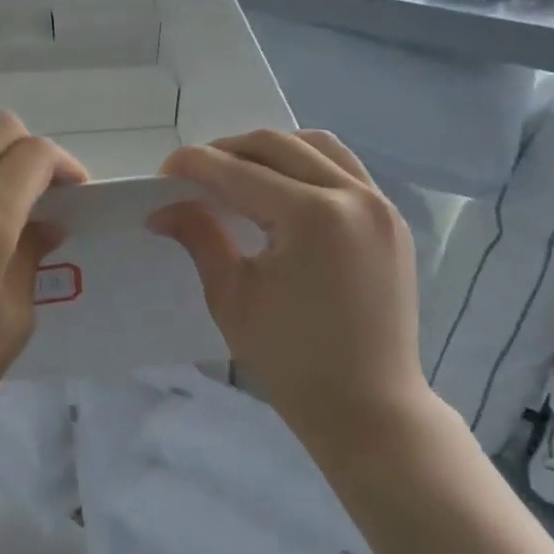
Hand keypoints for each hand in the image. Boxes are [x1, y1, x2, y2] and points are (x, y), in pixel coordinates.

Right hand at [148, 129, 425, 459]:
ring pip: (316, 145)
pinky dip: (308, 164)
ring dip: (271, 150)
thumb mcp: (232, 297)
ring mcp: (379, 204)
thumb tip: (162, 208)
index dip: (194, 165)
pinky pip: (344, 168)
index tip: (163, 173)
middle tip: (195, 174)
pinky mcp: (391, 219)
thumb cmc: (292, 361)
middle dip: (227, 150)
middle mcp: (352, 195)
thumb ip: (199, 237)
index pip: (238, 171)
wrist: (370, 408)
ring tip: (239, 173)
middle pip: (277, 144)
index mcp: (311, 217)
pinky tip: (284, 189)